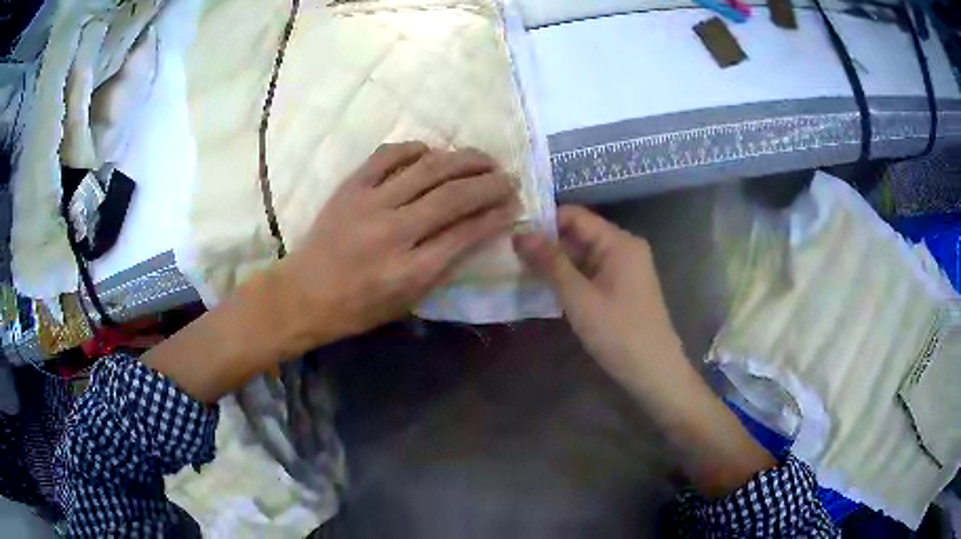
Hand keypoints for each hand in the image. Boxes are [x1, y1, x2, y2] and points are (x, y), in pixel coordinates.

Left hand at [147, 143, 517, 403]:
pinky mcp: (351, 186)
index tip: (514, 205)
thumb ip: (443, 266)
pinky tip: (432, 152)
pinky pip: (388, 155)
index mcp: (410, 270)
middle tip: (508, 178)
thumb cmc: (358, 307)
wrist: (304, 293)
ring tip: (484, 159)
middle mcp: (394, 232)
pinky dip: (415, 149)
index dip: (496, 215)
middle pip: (454, 195)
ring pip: (428, 169)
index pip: (466, 233)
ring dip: (463, 159)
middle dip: (489, 183)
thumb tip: (476, 230)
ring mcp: (370, 203)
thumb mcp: (408, 301)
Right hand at [512, 206, 684, 391]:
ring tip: (518, 268)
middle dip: (546, 243)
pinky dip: (569, 277)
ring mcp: (624, 268)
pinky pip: (590, 271)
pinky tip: (544, 286)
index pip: (575, 216)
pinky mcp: (621, 286)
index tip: (511, 233)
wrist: (654, 371)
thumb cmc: (619, 333)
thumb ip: (550, 263)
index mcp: (619, 242)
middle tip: (509, 254)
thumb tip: (520, 234)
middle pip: (578, 233)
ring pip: (582, 254)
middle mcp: (624, 247)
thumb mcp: (579, 298)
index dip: (542, 221)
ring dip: (555, 262)